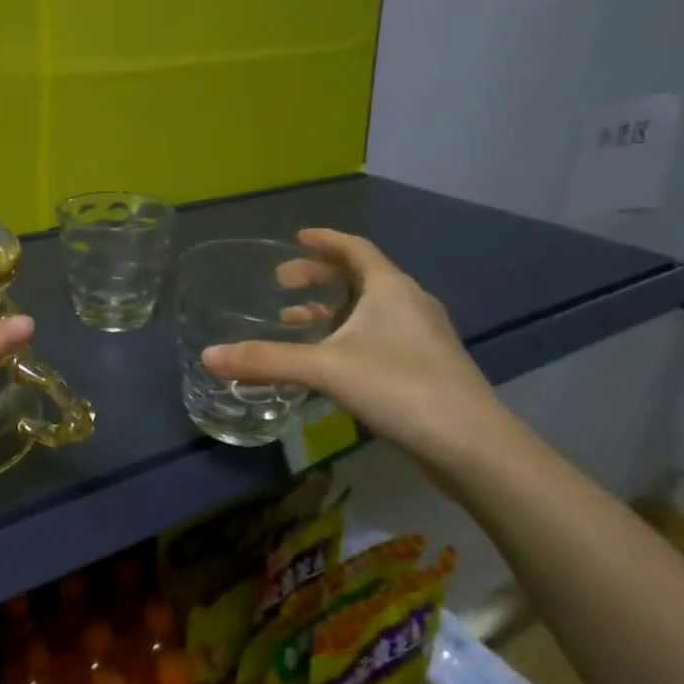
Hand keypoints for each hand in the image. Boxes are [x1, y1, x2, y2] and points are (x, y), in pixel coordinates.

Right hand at [202, 228, 517, 472]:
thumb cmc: (400, 387)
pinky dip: (351, 334)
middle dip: (319, 277)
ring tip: (298, 322)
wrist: (475, 446)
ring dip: (333, 309)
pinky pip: (382, 333)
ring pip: (371, 308)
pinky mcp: (430, 365)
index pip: (354, 247)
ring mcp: (424, 335)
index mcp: (390, 287)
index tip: (296, 238)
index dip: (324, 240)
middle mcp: (410, 302)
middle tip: (283, 284)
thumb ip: (267, 361)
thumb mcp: (325, 369)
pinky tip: (333, 362)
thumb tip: (208, 356)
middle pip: (360, 275)